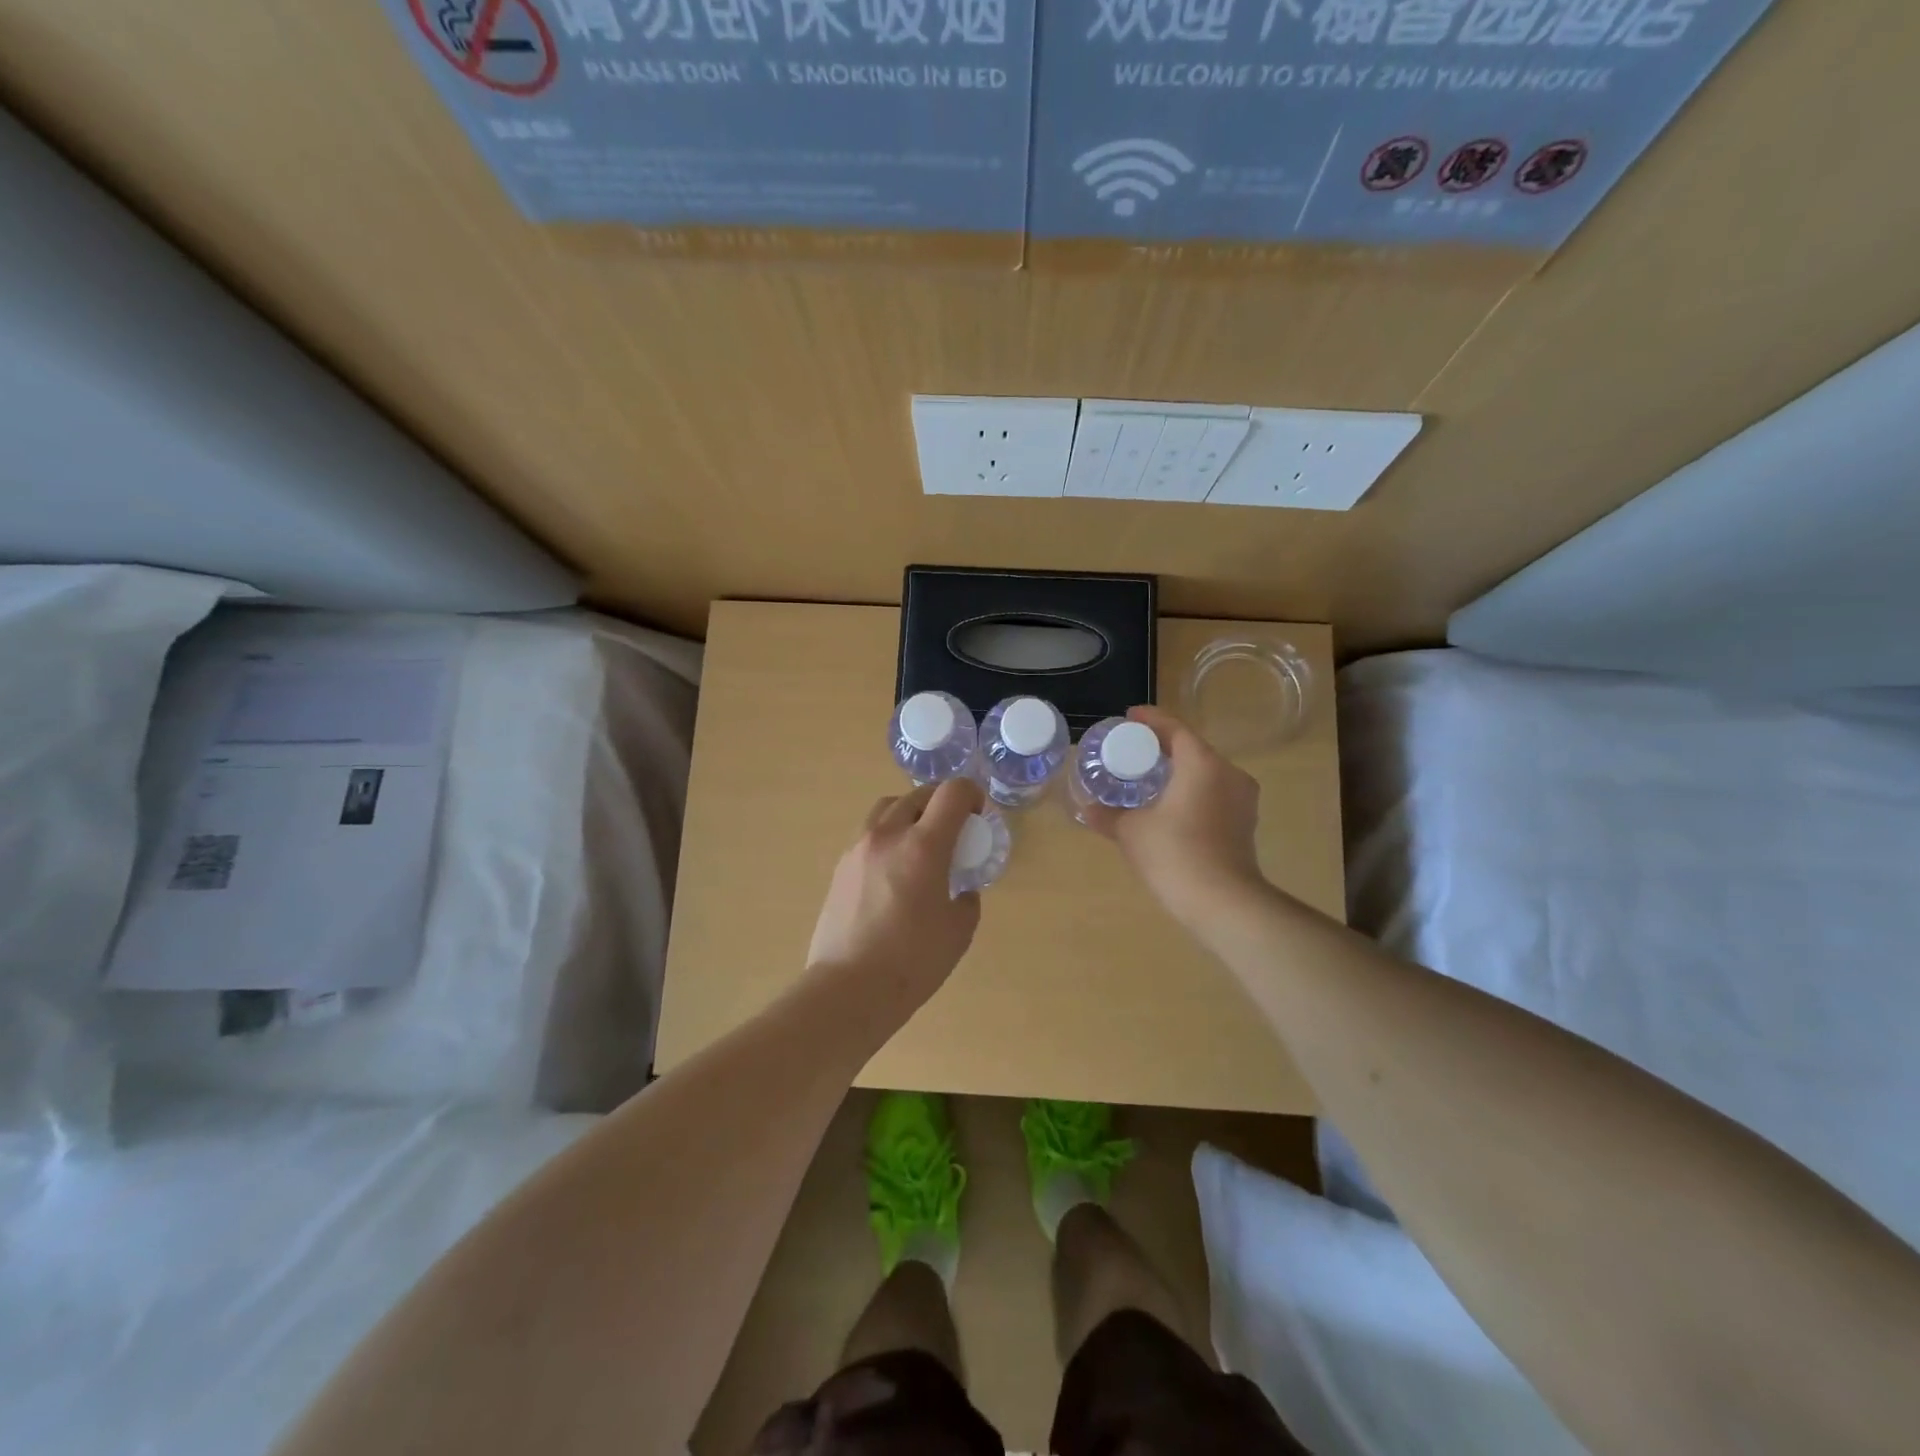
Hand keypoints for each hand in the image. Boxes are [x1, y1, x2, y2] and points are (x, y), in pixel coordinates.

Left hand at [806, 777, 984, 1011]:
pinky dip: (887, 836)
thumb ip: (967, 900)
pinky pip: (868, 833)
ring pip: (887, 808)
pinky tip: (893, 870)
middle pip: (917, 794)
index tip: (977, 815)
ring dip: (910, 813)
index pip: (951, 792)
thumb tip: (961, 890)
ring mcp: (858, 848)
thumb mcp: (958, 932)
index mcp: (923, 846)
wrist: (848, 988)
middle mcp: (888, 835)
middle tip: (953, 830)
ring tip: (919, 843)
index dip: (971, 794)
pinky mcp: (840, 867)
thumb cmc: (912, 962)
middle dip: (941, 803)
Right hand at [1083, 706, 1264, 926]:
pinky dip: (1193, 791)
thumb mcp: (1131, 831)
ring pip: (1206, 772)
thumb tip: (1086, 808)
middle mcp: (1229, 773)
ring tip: (1150, 776)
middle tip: (1134, 749)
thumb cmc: (1174, 854)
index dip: (1150, 720)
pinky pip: (1215, 793)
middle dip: (1164, 746)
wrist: (1223, 902)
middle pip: (1193, 748)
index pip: (1175, 729)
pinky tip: (1171, 805)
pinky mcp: (1245, 823)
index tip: (1129, 717)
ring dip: (1180, 770)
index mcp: (1202, 763)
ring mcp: (1242, 799)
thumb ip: (1107, 815)